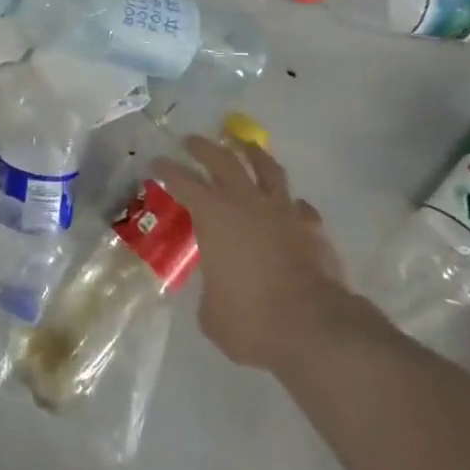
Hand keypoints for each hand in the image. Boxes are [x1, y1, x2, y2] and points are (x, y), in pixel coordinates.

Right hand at [158, 135, 348, 370]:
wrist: (313, 327)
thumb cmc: (250, 319)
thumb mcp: (211, 312)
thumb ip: (211, 289)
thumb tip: (218, 288)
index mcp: (213, 215)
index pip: (183, 180)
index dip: (167, 169)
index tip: (157, 162)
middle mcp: (246, 202)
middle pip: (222, 160)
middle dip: (203, 148)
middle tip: (191, 141)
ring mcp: (283, 211)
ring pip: (267, 169)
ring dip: (254, 155)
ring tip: (247, 147)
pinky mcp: (312, 228)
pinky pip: (299, 206)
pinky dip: (290, 204)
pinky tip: (289, 208)